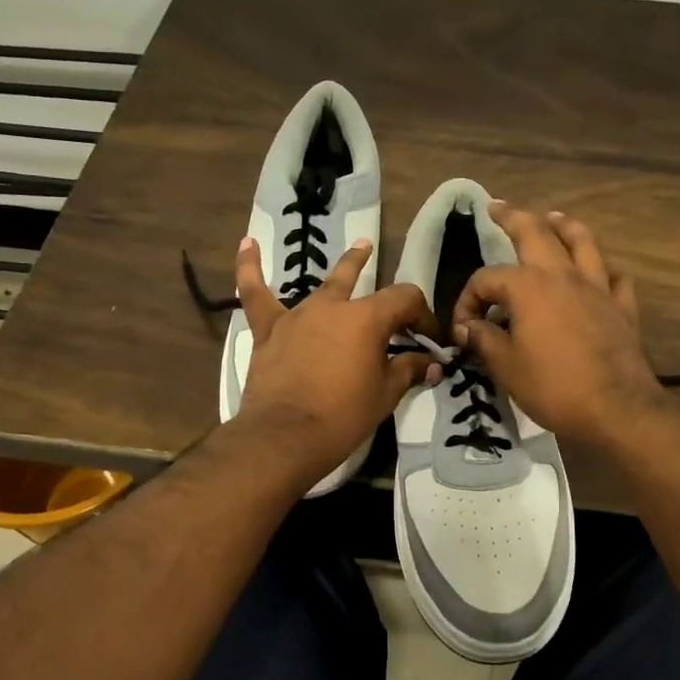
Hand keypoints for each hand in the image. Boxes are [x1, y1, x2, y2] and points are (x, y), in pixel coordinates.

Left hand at [233, 236, 439, 486]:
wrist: (285, 436)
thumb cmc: (343, 416)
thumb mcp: (385, 395)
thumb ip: (409, 371)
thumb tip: (432, 363)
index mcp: (367, 318)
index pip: (405, 299)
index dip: (424, 316)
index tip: (430, 340)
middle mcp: (333, 306)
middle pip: (366, 284)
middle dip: (389, 291)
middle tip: (403, 304)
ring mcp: (297, 315)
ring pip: (323, 285)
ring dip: (346, 268)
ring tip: (360, 247)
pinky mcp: (268, 330)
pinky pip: (256, 294)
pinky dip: (249, 268)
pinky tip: (248, 243)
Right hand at [454, 204, 668, 451]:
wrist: (616, 408)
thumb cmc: (553, 386)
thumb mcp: (505, 366)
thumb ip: (483, 339)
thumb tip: (468, 327)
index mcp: (529, 287)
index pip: (487, 280)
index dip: (467, 300)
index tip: (463, 330)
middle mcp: (563, 275)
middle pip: (536, 233)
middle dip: (513, 217)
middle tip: (497, 207)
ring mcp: (597, 288)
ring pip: (582, 242)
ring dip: (564, 226)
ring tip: (553, 217)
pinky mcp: (621, 307)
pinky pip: (613, 277)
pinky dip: (602, 270)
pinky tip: (598, 273)